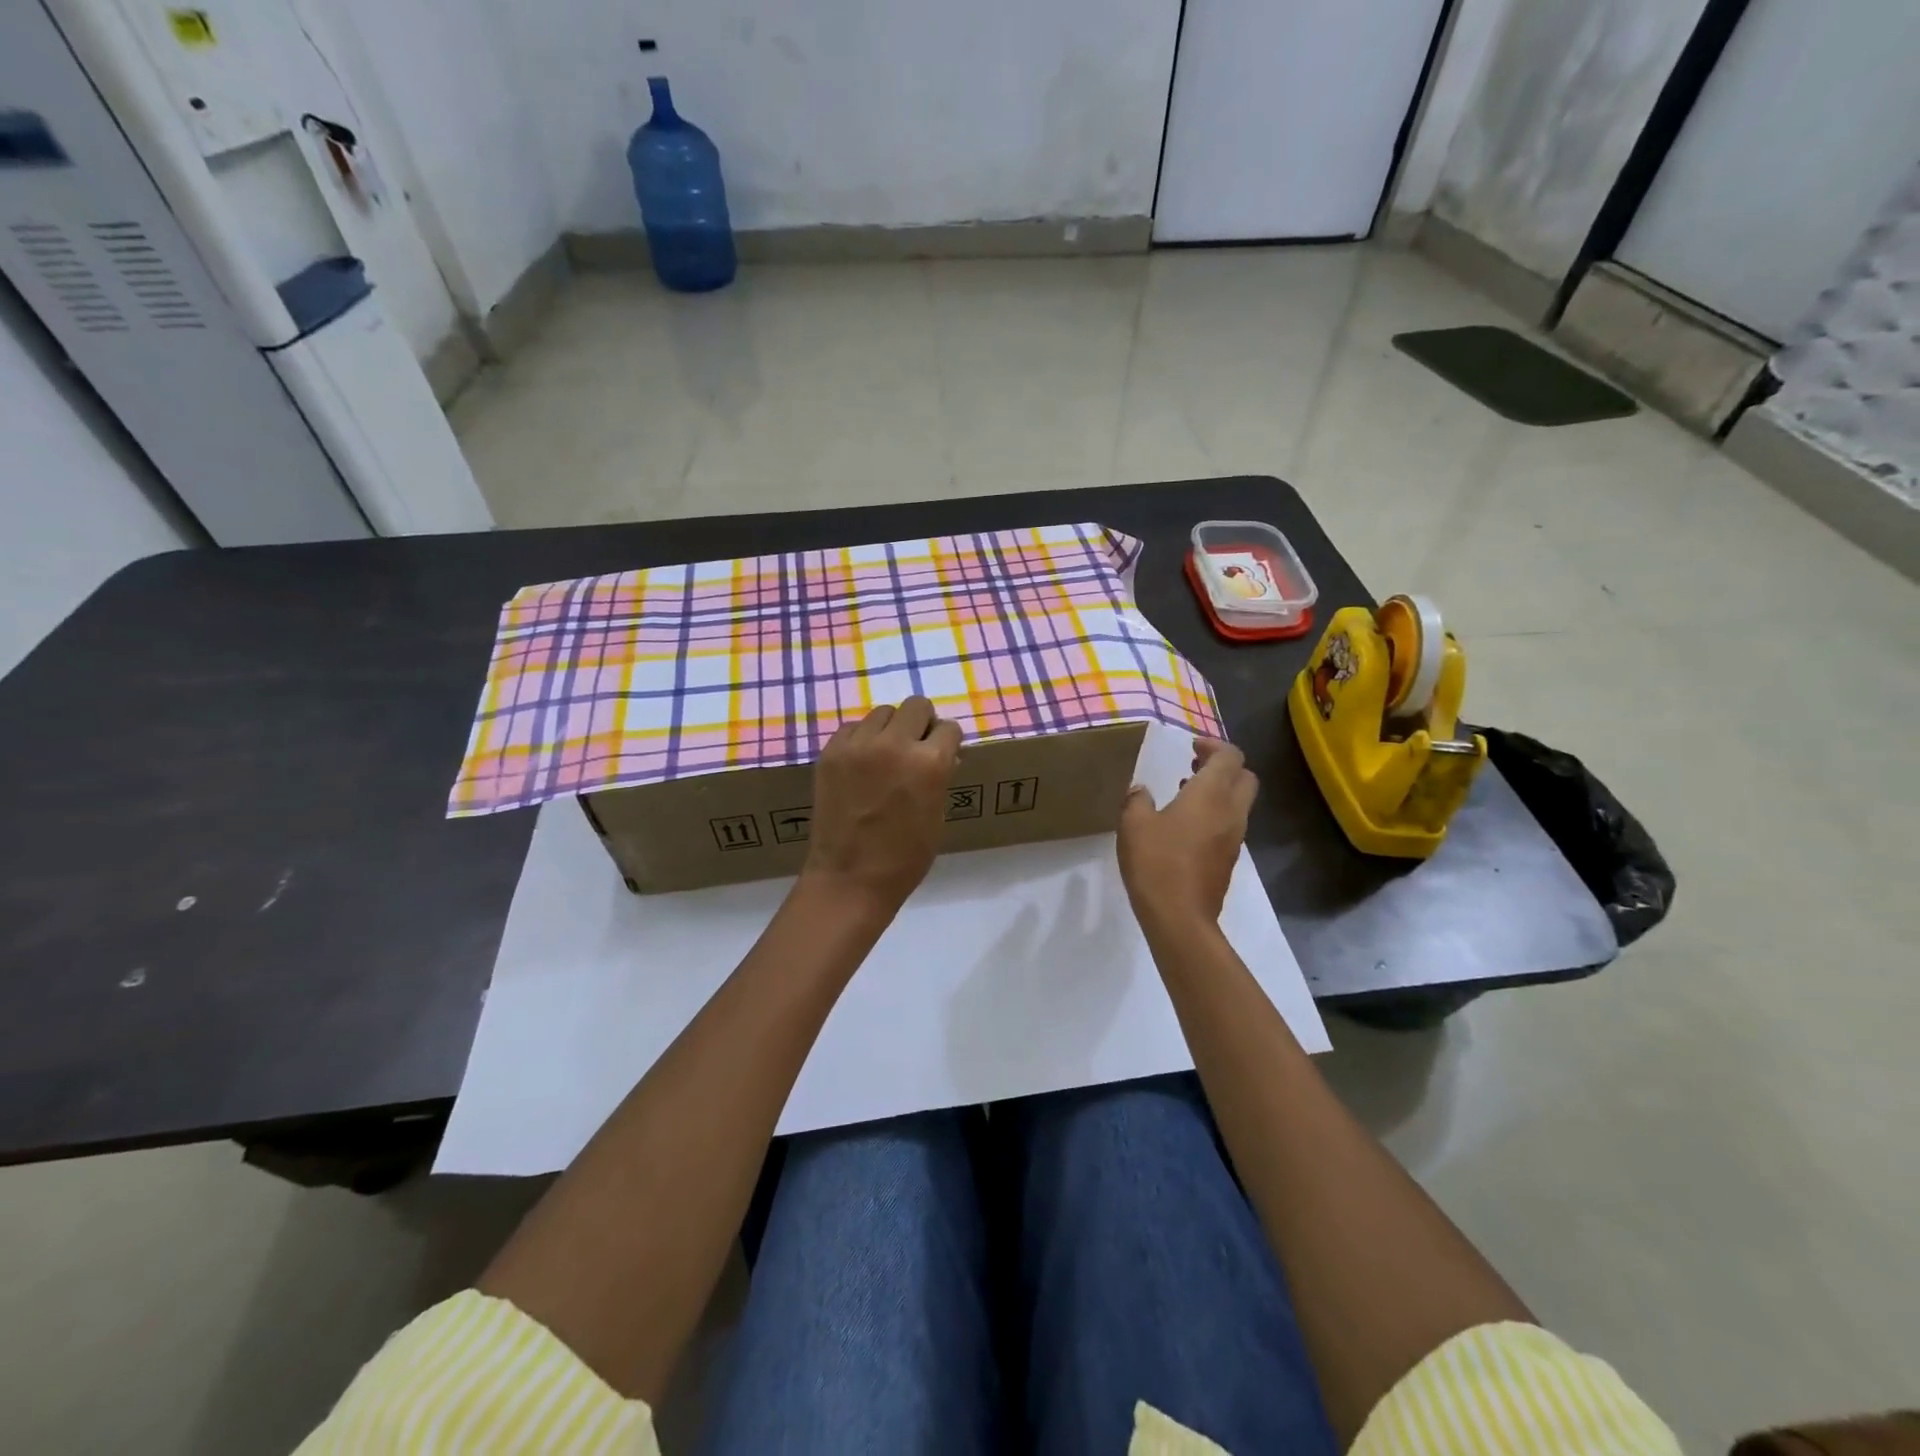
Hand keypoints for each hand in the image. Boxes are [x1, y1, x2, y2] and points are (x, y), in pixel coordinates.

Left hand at [802, 696, 961, 915]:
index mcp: (930, 762)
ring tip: (886, 756)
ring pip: (883, 712)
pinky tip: (862, 764)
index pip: (948, 728)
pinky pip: (853, 728)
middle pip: (917, 706)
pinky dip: (862, 739)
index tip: (943, 753)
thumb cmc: (905, 857)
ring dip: (891, 729)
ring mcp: (858, 746)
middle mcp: (895, 744)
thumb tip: (942, 754)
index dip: (948, 741)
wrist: (849, 878)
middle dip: (922, 724)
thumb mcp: (938, 815)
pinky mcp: (831, 752)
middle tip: (916, 748)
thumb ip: (940, 776)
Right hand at [1118, 737, 1257, 932]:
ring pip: (1240, 802)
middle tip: (1194, 766)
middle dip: (1224, 766)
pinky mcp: (1229, 858)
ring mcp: (1235, 837)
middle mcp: (1231, 811)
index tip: (1191, 747)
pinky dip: (1216, 814)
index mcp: (1210, 794)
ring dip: (1220, 791)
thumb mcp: (1133, 824)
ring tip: (1185, 794)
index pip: (1230, 756)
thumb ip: (1137, 800)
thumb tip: (1141, 790)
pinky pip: (1231, 824)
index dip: (1213, 745)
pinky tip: (1186, 826)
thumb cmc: (1156, 862)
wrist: (1179, 916)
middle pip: (1245, 777)